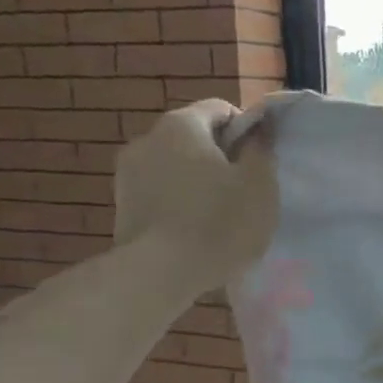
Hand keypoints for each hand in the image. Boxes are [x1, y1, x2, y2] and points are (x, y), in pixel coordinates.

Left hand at [113, 100, 277, 296]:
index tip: (261, 162)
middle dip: (221, 156)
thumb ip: (261, 149)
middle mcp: (147, 138)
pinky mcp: (121, 203)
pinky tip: (196, 228)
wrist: (160, 273)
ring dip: (199, 180)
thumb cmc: (220, 221)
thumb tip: (259, 130)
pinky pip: (161, 190)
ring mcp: (128, 172)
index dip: (247, 130)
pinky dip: (180, 200)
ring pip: (177, 165)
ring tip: (220, 213)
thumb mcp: (260, 184)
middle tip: (245, 189)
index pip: (221, 109)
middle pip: (195, 137)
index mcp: (182, 125)